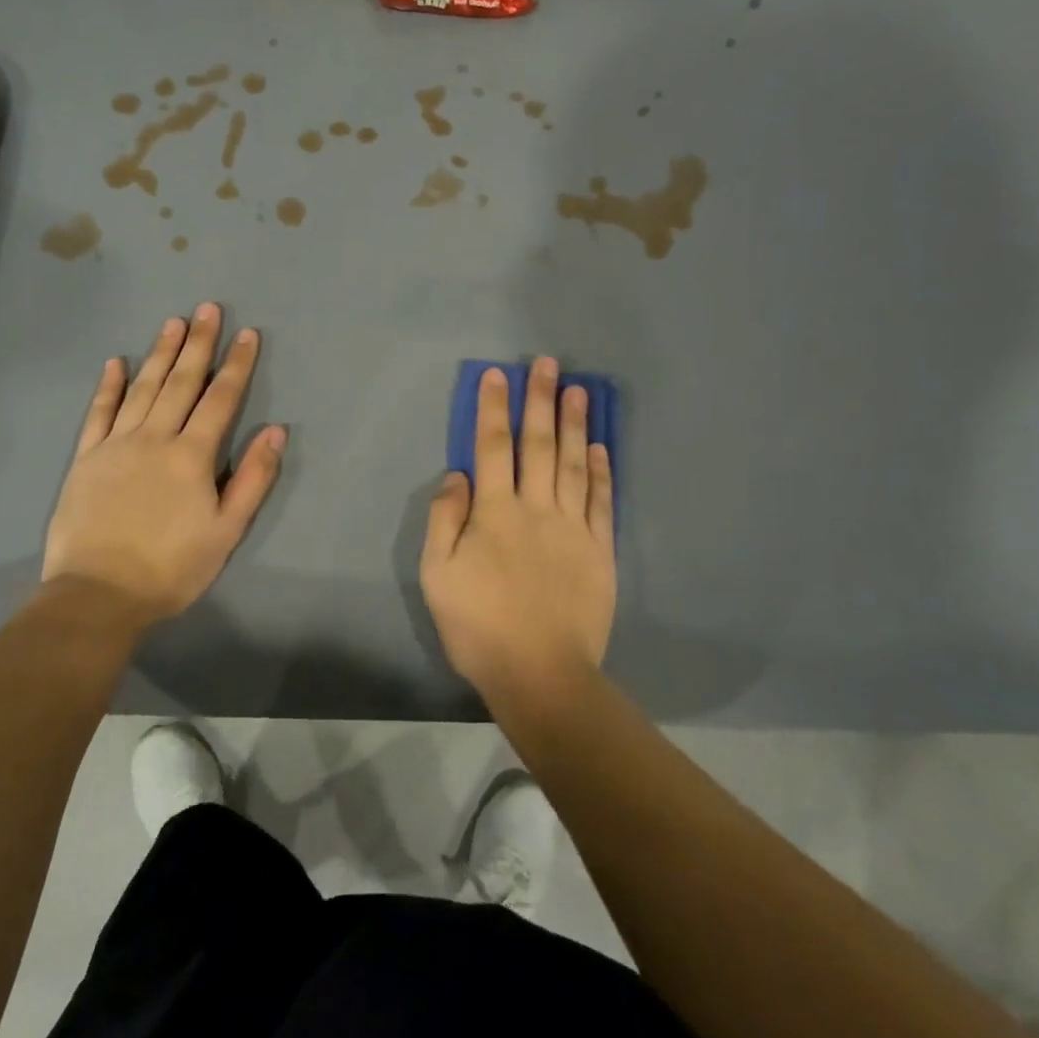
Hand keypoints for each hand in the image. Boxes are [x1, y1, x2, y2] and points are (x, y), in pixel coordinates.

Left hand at [42, 303, 284, 626]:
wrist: (98, 595)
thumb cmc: (172, 568)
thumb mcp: (227, 530)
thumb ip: (253, 477)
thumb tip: (276, 430)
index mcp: (192, 456)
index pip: (220, 399)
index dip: (237, 365)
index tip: (247, 334)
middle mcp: (155, 438)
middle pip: (181, 382)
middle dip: (199, 343)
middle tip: (208, 308)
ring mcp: (116, 444)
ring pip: (142, 388)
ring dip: (160, 353)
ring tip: (173, 322)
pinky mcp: (86, 458)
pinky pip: (98, 413)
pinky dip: (108, 386)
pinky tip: (116, 361)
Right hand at [420, 358, 615, 696]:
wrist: (541, 673)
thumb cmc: (479, 627)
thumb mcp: (437, 576)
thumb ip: (444, 521)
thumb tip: (457, 476)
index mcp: (495, 513)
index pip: (492, 448)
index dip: (493, 409)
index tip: (497, 375)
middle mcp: (536, 509)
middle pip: (538, 445)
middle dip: (540, 401)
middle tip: (548, 364)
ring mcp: (573, 528)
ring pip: (573, 464)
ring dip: (575, 424)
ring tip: (578, 390)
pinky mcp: (600, 550)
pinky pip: (601, 501)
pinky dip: (600, 471)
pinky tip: (600, 447)